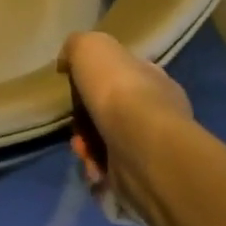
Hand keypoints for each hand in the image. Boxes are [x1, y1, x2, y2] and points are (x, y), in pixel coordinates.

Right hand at [58, 31, 192, 216]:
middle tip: (74, 123)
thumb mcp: (90, 47)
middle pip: (109, 111)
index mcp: (153, 79)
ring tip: (81, 148)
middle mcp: (157, 111)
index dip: (94, 80)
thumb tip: (68, 62)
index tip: (74, 86)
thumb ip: (77, 47)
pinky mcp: (143, 178)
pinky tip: (92, 166)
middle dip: (84, 119)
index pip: (123, 75)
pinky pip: (109, 173)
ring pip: (105, 143)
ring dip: (86, 146)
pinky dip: (94, 169)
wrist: (140, 147)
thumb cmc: (118, 90)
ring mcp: (151, 147)